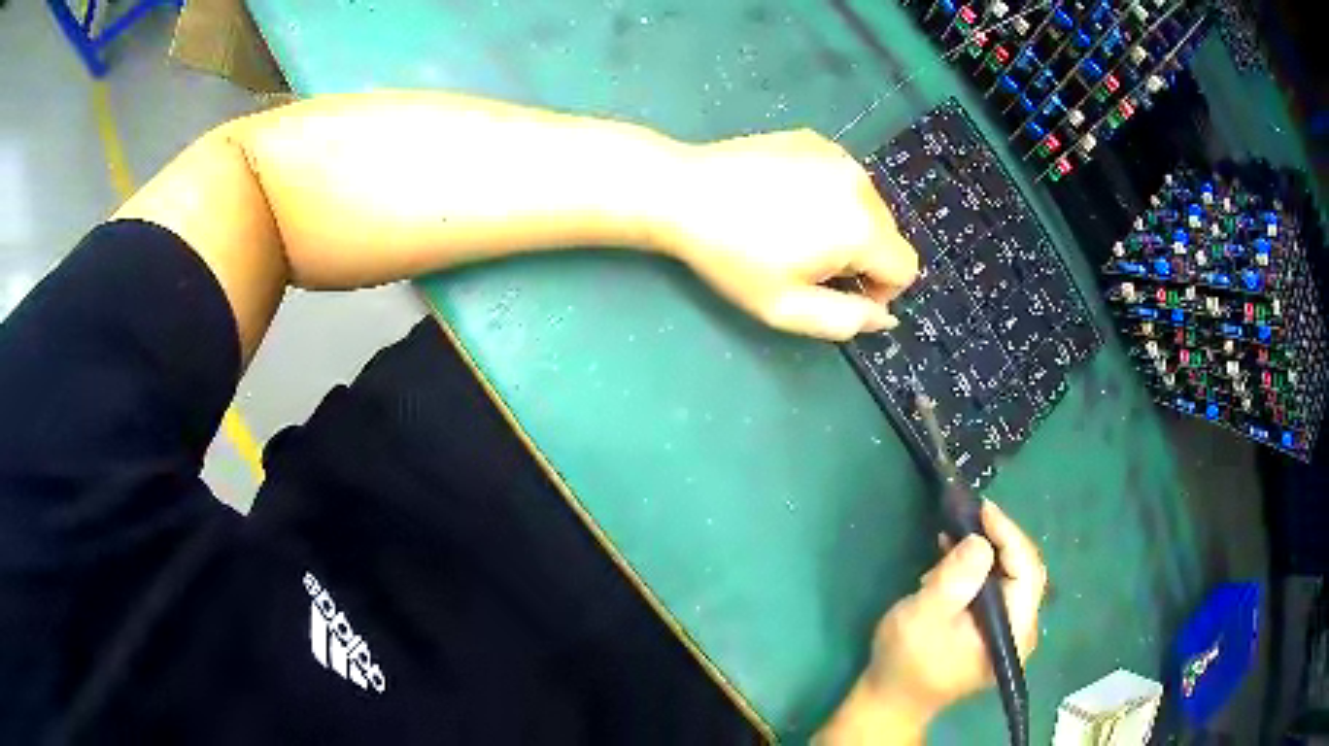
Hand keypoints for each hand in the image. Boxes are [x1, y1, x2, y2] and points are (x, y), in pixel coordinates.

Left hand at [663, 129, 918, 340]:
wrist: (681, 192)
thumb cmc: (732, 257)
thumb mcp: (786, 307)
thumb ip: (845, 320)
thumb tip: (884, 318)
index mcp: (862, 228)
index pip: (905, 268)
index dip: (882, 290)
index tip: (841, 293)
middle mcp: (861, 184)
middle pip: (889, 235)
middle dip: (863, 257)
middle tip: (810, 264)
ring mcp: (838, 155)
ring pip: (868, 205)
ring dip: (847, 225)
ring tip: (794, 230)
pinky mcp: (815, 139)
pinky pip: (843, 178)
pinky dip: (830, 194)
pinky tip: (785, 199)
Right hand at [818, 501, 1046, 743]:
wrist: (892, 701)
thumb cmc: (905, 661)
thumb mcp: (923, 617)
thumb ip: (953, 580)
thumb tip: (979, 541)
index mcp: (1014, 631)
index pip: (1027, 571)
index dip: (1009, 535)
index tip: (982, 508)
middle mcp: (1022, 630)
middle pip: (1025, 571)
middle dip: (1000, 540)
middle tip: (969, 517)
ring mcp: (1010, 631)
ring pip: (1012, 576)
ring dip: (988, 553)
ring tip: (955, 538)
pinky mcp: (995, 629)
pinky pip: (998, 588)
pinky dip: (980, 569)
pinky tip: (954, 561)